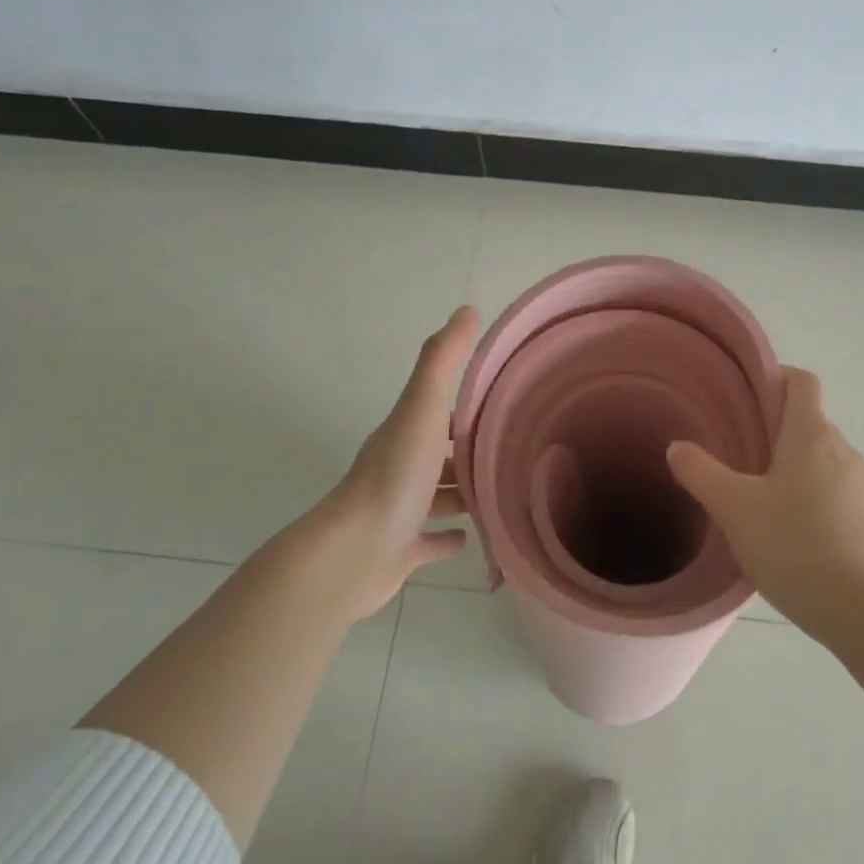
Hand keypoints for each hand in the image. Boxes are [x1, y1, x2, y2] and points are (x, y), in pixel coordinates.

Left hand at [300, 306, 478, 618]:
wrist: (353, 554)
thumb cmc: (394, 478)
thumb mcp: (421, 410)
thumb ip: (442, 362)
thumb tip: (465, 309)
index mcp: (404, 435)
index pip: (438, 413)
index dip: (466, 408)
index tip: (502, 406)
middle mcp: (399, 470)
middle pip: (439, 455)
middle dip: (468, 452)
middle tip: (510, 453)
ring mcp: (398, 513)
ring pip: (436, 497)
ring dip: (461, 493)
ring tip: (498, 491)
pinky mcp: (400, 552)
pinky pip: (428, 541)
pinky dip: (447, 538)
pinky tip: (470, 538)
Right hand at [666, 366, 863, 637]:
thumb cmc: (795, 546)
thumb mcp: (735, 508)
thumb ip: (701, 472)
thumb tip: (677, 446)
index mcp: (812, 436)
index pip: (802, 381)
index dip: (776, 379)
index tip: (746, 398)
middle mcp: (843, 451)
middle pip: (809, 422)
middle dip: (775, 431)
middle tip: (738, 455)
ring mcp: (863, 487)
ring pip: (822, 461)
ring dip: (794, 469)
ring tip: (760, 499)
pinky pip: (837, 494)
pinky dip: (813, 500)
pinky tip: (791, 534)